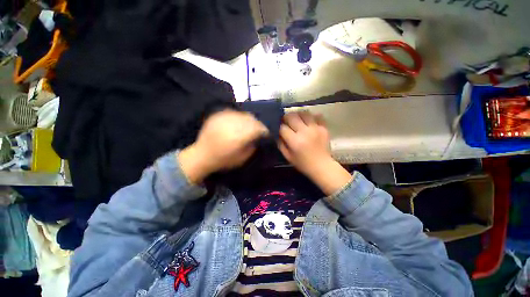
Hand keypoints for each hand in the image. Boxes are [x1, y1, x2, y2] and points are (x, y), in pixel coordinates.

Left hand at [179, 110, 267, 183]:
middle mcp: (231, 124)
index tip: (267, 133)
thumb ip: (252, 146)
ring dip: (249, 119)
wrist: (201, 156)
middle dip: (258, 124)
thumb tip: (259, 137)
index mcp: (238, 136)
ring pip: (243, 114)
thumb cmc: (223, 160)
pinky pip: (234, 112)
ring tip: (250, 125)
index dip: (264, 130)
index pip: (257, 128)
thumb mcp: (242, 158)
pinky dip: (239, 117)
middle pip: (251, 119)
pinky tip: (239, 122)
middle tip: (259, 129)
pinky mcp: (217, 115)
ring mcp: (223, 118)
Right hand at [278, 111, 350, 194]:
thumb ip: (281, 144)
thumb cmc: (303, 164)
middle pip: (292, 116)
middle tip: (285, 121)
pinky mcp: (324, 128)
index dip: (279, 126)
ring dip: (298, 115)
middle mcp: (305, 132)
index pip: (283, 127)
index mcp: (295, 141)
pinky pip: (317, 116)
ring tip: (297, 119)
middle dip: (286, 117)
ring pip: (304, 113)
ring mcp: (316, 128)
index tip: (279, 127)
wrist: (322, 166)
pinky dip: (311, 117)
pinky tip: (308, 121)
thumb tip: (277, 133)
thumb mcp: (288, 157)